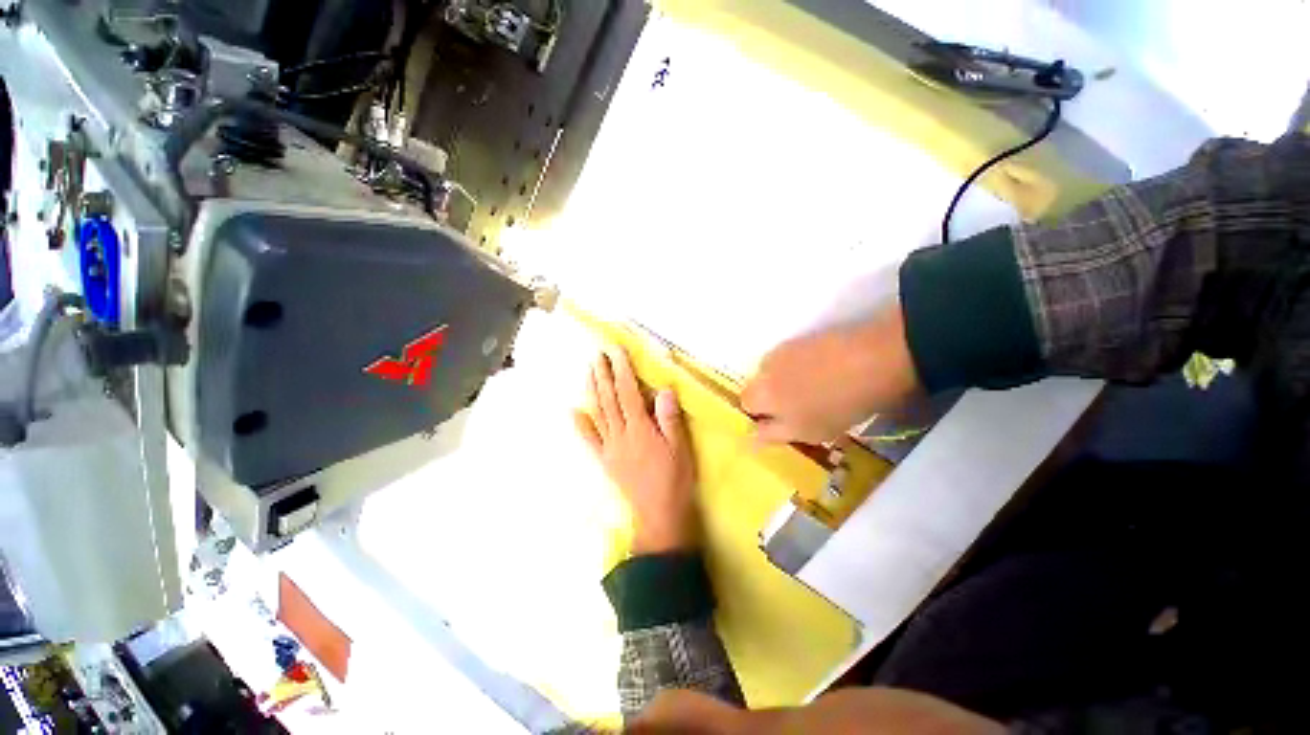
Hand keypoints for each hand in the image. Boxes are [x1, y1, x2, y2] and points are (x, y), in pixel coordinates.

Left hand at [575, 348, 697, 554]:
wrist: (659, 515)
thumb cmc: (674, 479)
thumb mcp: (680, 448)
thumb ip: (669, 418)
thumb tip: (663, 390)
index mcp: (640, 429)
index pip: (628, 392)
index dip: (622, 370)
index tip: (616, 351)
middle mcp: (620, 434)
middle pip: (609, 399)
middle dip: (602, 375)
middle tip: (597, 355)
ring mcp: (609, 448)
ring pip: (598, 414)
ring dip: (591, 391)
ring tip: (588, 371)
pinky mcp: (605, 460)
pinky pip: (590, 440)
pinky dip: (581, 424)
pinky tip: (574, 411)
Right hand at [741, 305, 920, 443]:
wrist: (874, 359)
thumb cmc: (840, 406)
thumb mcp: (808, 432)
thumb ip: (774, 434)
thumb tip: (751, 437)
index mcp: (762, 396)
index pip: (746, 406)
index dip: (759, 416)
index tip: (778, 423)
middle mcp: (763, 371)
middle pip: (754, 387)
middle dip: (766, 398)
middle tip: (794, 408)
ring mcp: (781, 352)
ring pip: (770, 371)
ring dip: (779, 381)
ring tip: (810, 388)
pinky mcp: (799, 339)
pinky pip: (787, 358)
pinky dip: (795, 366)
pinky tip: (820, 371)